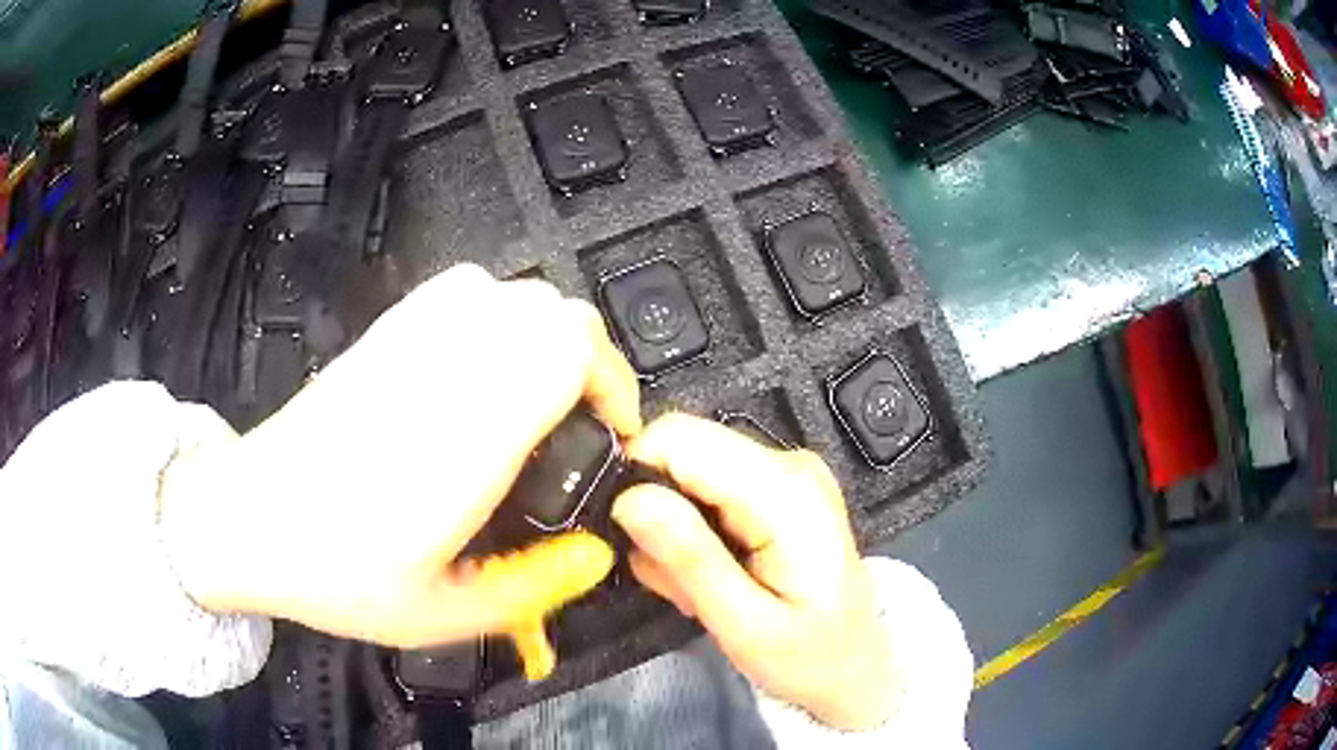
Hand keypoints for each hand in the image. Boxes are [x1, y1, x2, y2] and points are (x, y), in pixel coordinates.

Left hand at [161, 264, 640, 647]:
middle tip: (580, 427)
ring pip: (515, 293)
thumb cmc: (337, 574)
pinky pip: (467, 291)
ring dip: (547, 339)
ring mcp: (409, 339)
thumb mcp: (442, 615)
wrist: (248, 520)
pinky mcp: (386, 331)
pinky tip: (484, 369)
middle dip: (591, 364)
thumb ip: (532, 589)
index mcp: (464, 436)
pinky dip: (498, 317)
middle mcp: (443, 369)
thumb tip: (596, 555)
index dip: (612, 383)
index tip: (611, 435)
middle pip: (554, 311)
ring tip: (538, 400)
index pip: (567, 350)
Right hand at [612, 414, 897, 729]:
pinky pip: (707, 490)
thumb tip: (629, 498)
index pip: (678, 437)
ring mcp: (783, 472)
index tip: (633, 540)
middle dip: (658, 515)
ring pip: (687, 472)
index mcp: (785, 491)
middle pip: (681, 450)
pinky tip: (717, 575)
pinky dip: (695, 533)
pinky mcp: (774, 487)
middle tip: (676, 580)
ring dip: (675, 533)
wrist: (857, 665)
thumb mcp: (744, 625)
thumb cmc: (810, 656)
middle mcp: (787, 464)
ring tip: (702, 589)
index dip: (637, 477)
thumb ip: (689, 558)